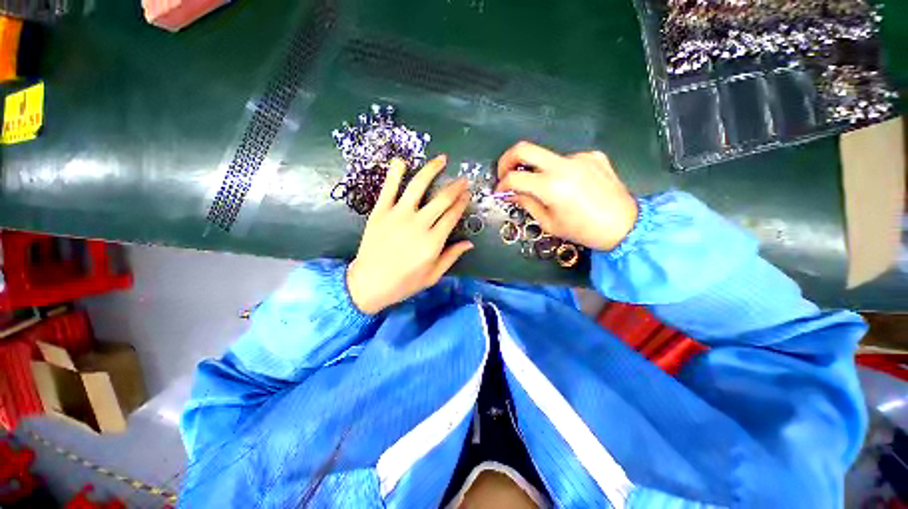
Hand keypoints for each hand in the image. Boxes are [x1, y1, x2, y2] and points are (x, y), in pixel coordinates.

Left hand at [347, 155, 472, 314]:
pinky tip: (401, 161)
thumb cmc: (404, 283)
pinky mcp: (380, 212)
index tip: (468, 193)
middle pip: (442, 199)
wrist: (368, 284)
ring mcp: (398, 216)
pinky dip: (394, 173)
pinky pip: (388, 189)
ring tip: (441, 159)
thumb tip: (469, 243)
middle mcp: (418, 224)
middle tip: (462, 179)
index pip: (452, 215)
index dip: (462, 202)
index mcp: (433, 242)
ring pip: (418, 186)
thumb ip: (451, 257)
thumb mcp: (433, 276)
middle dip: (455, 187)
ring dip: (431, 170)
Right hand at [495, 142, 637, 250]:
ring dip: (537, 171)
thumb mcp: (548, 223)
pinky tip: (569, 186)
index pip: (514, 177)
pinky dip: (559, 171)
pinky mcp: (593, 156)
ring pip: (546, 157)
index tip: (500, 192)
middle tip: (504, 174)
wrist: (624, 225)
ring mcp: (580, 157)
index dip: (502, 185)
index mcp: (551, 187)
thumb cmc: (583, 231)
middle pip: (524, 148)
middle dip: (507, 160)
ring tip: (546, 189)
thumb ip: (527, 203)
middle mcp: (564, 165)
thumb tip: (512, 193)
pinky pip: (566, 160)